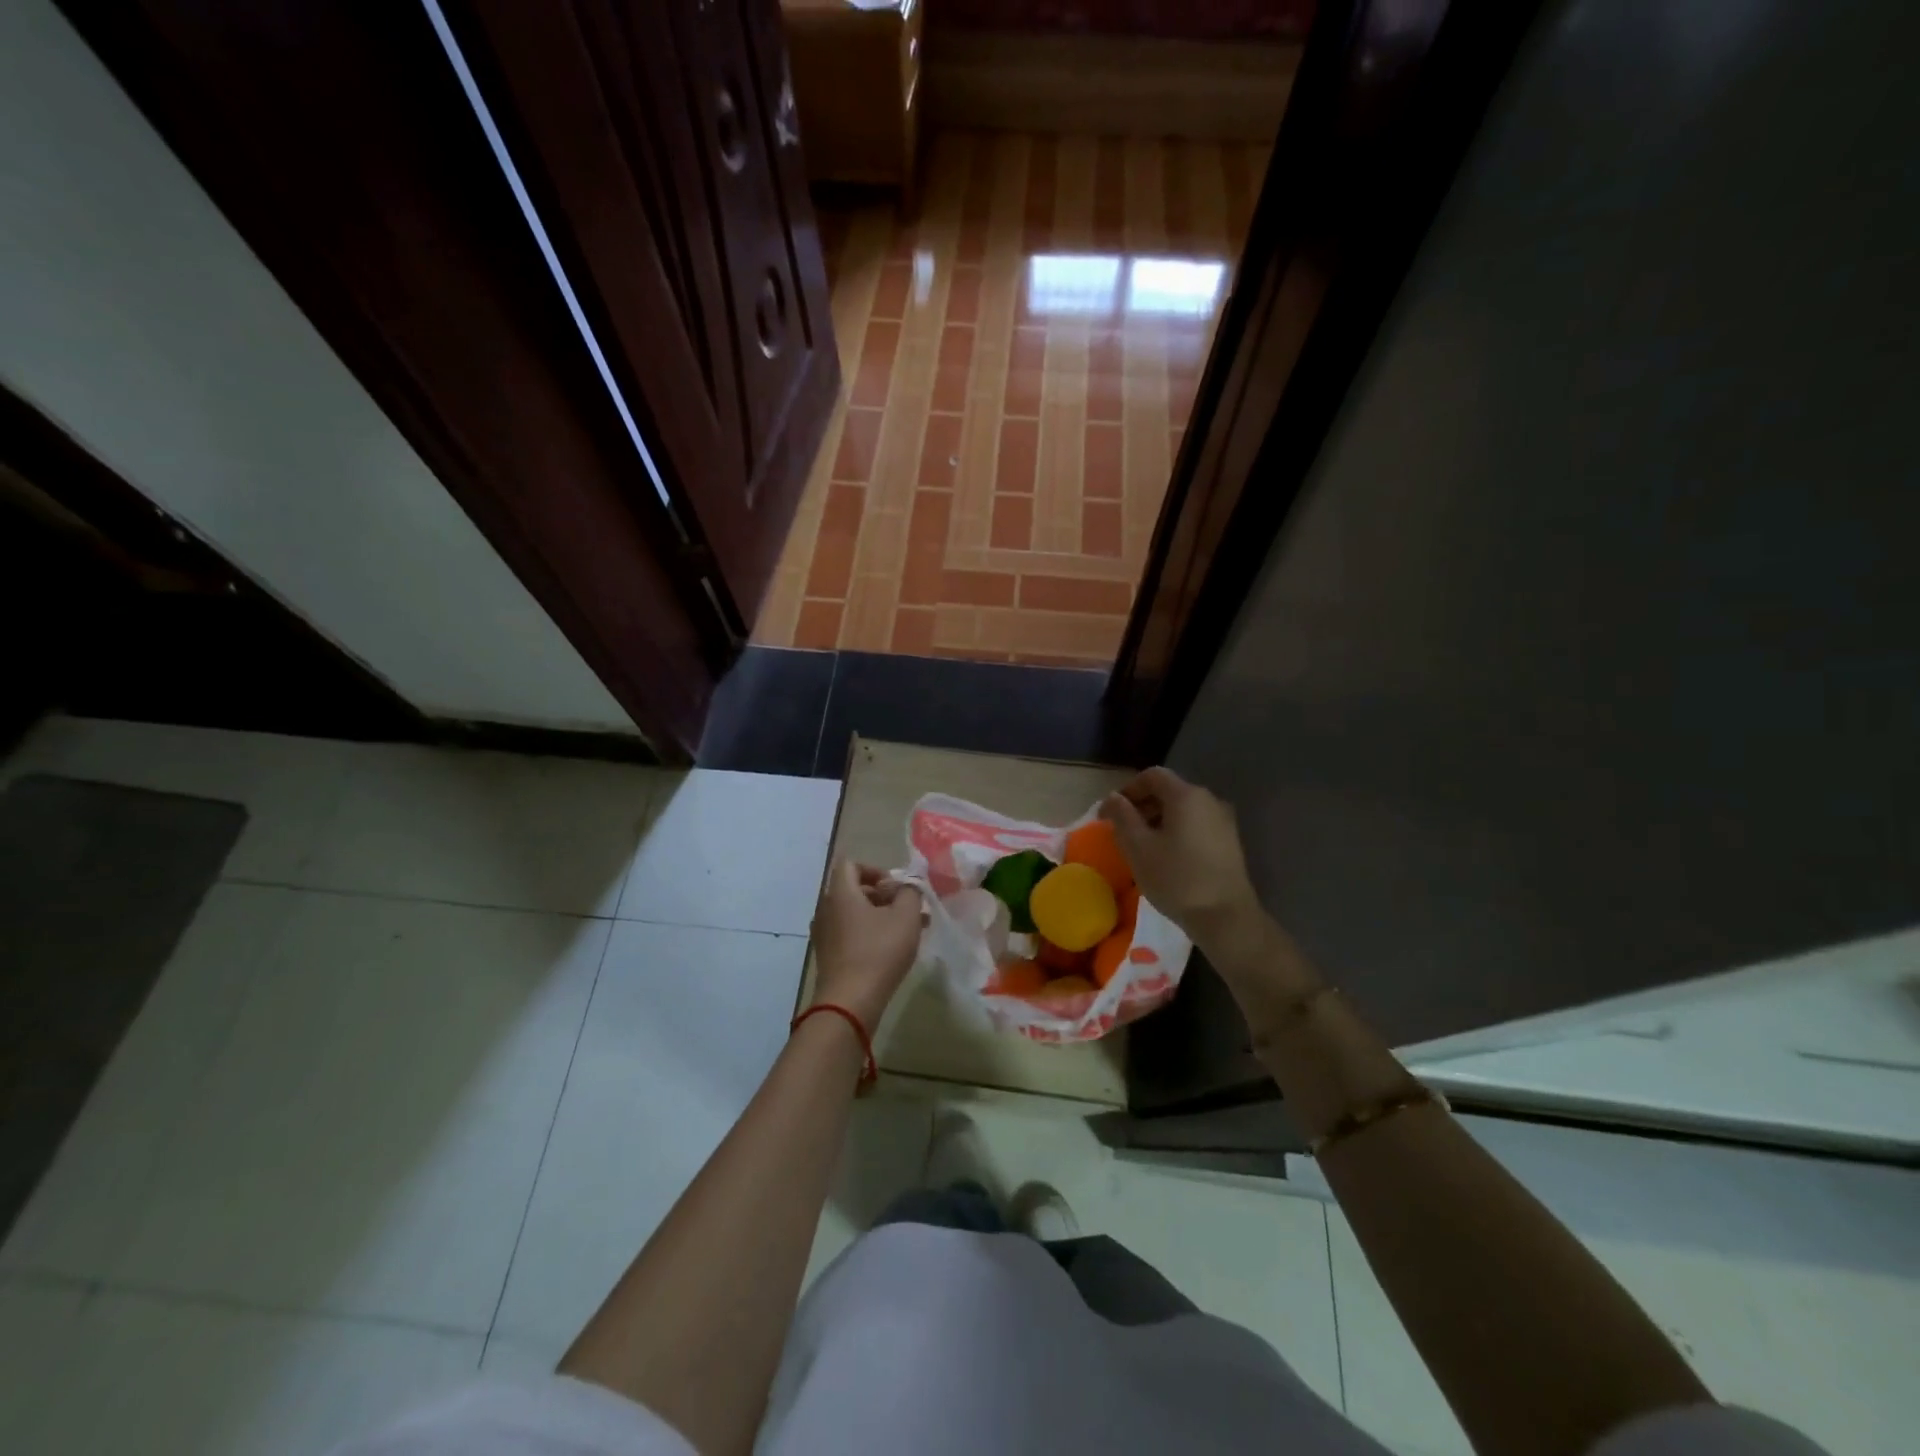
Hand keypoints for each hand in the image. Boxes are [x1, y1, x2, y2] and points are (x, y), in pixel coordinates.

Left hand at [809, 861, 923, 1030]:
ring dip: (880, 917)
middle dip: (884, 896)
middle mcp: (826, 909)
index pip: (850, 865)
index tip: (895, 887)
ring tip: (909, 932)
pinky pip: (849, 934)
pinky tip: (892, 950)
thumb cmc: (879, 951)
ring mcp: (824, 934)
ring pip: (854, 914)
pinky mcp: (827, 956)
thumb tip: (907, 884)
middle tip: (908, 909)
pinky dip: (869, 934)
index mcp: (840, 893)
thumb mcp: (906, 916)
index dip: (875, 870)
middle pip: (853, 890)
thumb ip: (910, 892)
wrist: (850, 1002)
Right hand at [1100, 767, 1261, 949]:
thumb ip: (1122, 817)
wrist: (1225, 917)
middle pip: (1169, 791)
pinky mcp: (1229, 842)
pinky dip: (1176, 832)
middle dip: (1141, 806)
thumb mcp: (1138, 847)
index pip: (1151, 776)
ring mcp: (1223, 821)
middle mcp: (1209, 800)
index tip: (1109, 813)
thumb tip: (1112, 798)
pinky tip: (1166, 858)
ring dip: (1158, 821)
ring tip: (1142, 847)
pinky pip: (1196, 826)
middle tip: (1122, 831)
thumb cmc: (1176, 878)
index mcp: (1186, 795)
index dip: (1127, 790)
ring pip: (1183, 810)